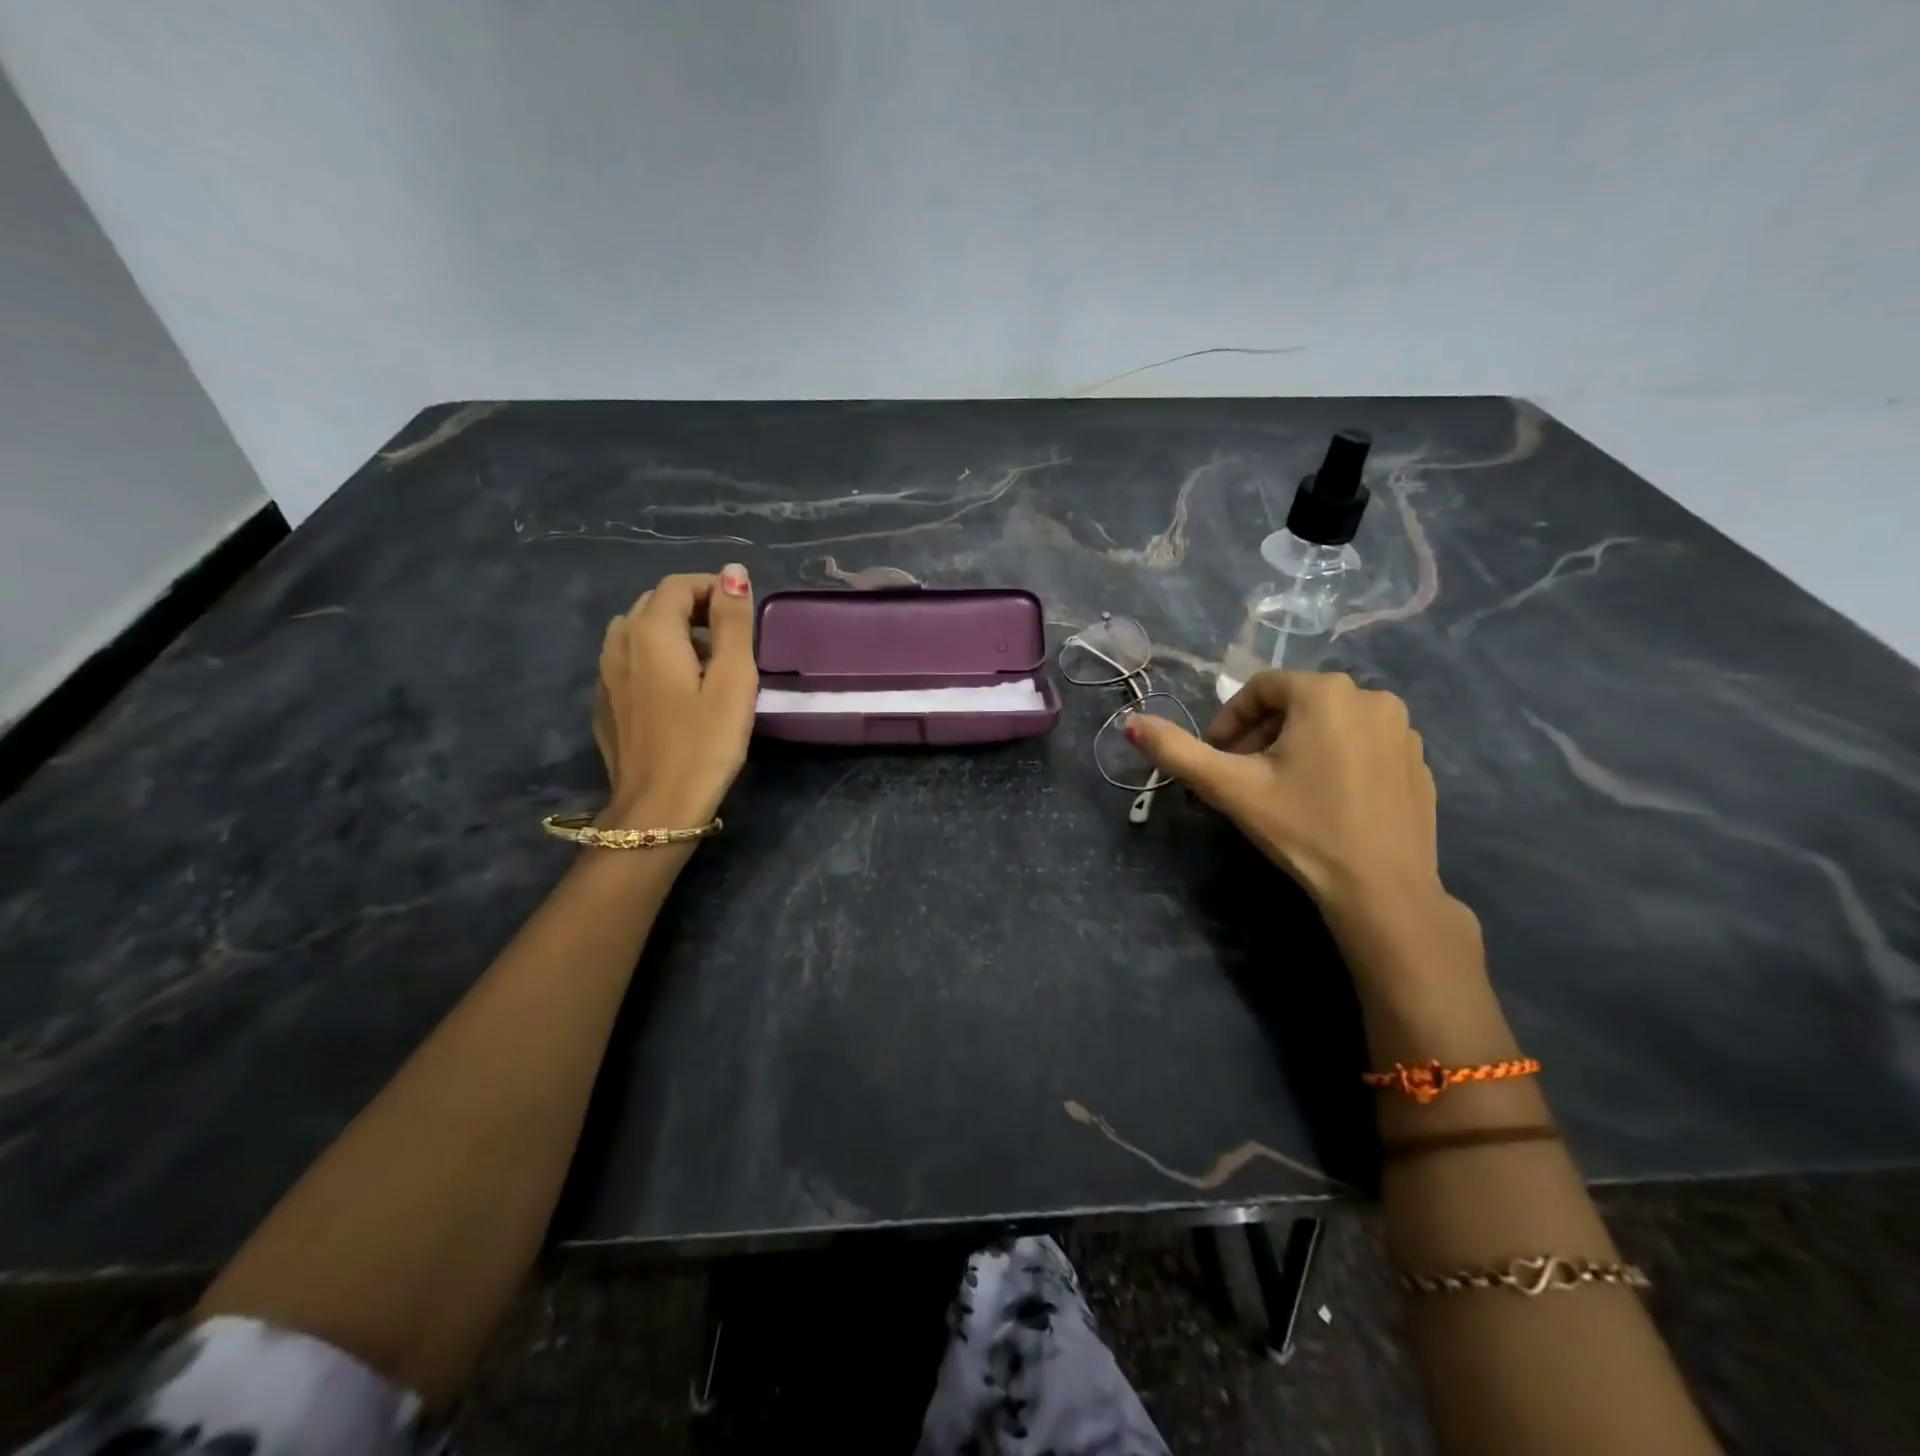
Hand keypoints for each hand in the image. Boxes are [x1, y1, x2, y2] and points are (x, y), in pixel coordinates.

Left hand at [593, 565, 757, 827]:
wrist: (657, 807)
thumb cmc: (705, 743)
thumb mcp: (733, 680)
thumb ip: (733, 623)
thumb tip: (734, 571)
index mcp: (651, 632)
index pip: (678, 585)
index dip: (713, 588)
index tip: (742, 612)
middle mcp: (619, 643)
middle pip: (655, 603)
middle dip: (693, 607)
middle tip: (730, 637)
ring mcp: (605, 674)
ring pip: (637, 630)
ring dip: (671, 631)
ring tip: (704, 662)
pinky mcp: (604, 702)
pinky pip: (627, 660)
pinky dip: (653, 657)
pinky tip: (675, 690)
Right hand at [1127, 670, 1442, 919]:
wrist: (1382, 890)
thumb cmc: (1301, 827)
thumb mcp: (1229, 787)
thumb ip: (1176, 751)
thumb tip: (1130, 722)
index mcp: (1326, 693)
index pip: (1260, 689)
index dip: (1228, 720)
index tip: (1215, 758)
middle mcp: (1372, 697)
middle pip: (1295, 705)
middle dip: (1259, 735)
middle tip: (1241, 777)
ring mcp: (1404, 731)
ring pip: (1330, 724)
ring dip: (1296, 747)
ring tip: (1280, 790)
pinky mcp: (1420, 763)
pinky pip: (1363, 746)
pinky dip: (1335, 761)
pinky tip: (1323, 802)